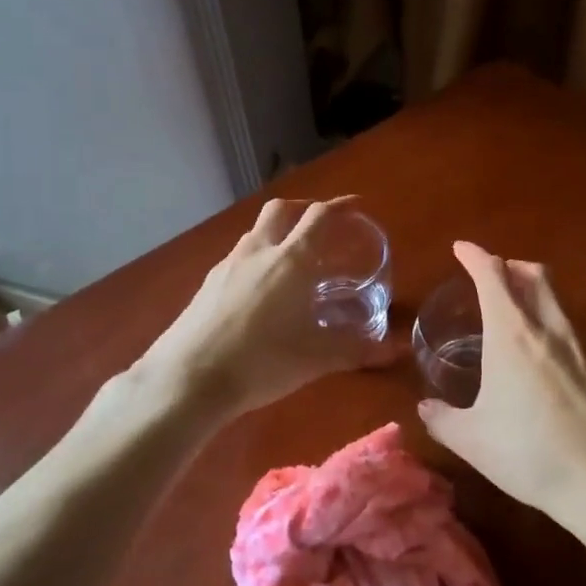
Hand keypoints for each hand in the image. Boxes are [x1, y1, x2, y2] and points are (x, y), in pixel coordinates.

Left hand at [137, 196, 395, 417]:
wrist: (187, 379)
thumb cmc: (261, 362)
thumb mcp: (316, 359)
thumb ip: (358, 351)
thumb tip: (398, 351)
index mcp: (290, 261)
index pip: (319, 217)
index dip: (340, 206)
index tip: (356, 206)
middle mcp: (258, 252)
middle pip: (281, 210)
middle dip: (304, 209)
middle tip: (322, 225)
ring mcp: (227, 266)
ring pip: (256, 233)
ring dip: (278, 234)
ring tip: (293, 259)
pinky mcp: (207, 284)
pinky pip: (238, 257)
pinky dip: (257, 258)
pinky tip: (261, 290)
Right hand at [416, 241, 585, 522]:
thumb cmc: (530, 452)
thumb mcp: (472, 440)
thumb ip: (443, 419)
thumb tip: (426, 408)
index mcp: (512, 333)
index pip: (492, 274)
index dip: (474, 256)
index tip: (461, 249)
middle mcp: (549, 327)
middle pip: (534, 273)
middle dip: (510, 266)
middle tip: (492, 277)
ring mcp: (583, 344)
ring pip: (557, 298)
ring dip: (534, 292)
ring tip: (515, 315)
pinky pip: (572, 326)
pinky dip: (552, 322)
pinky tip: (544, 356)